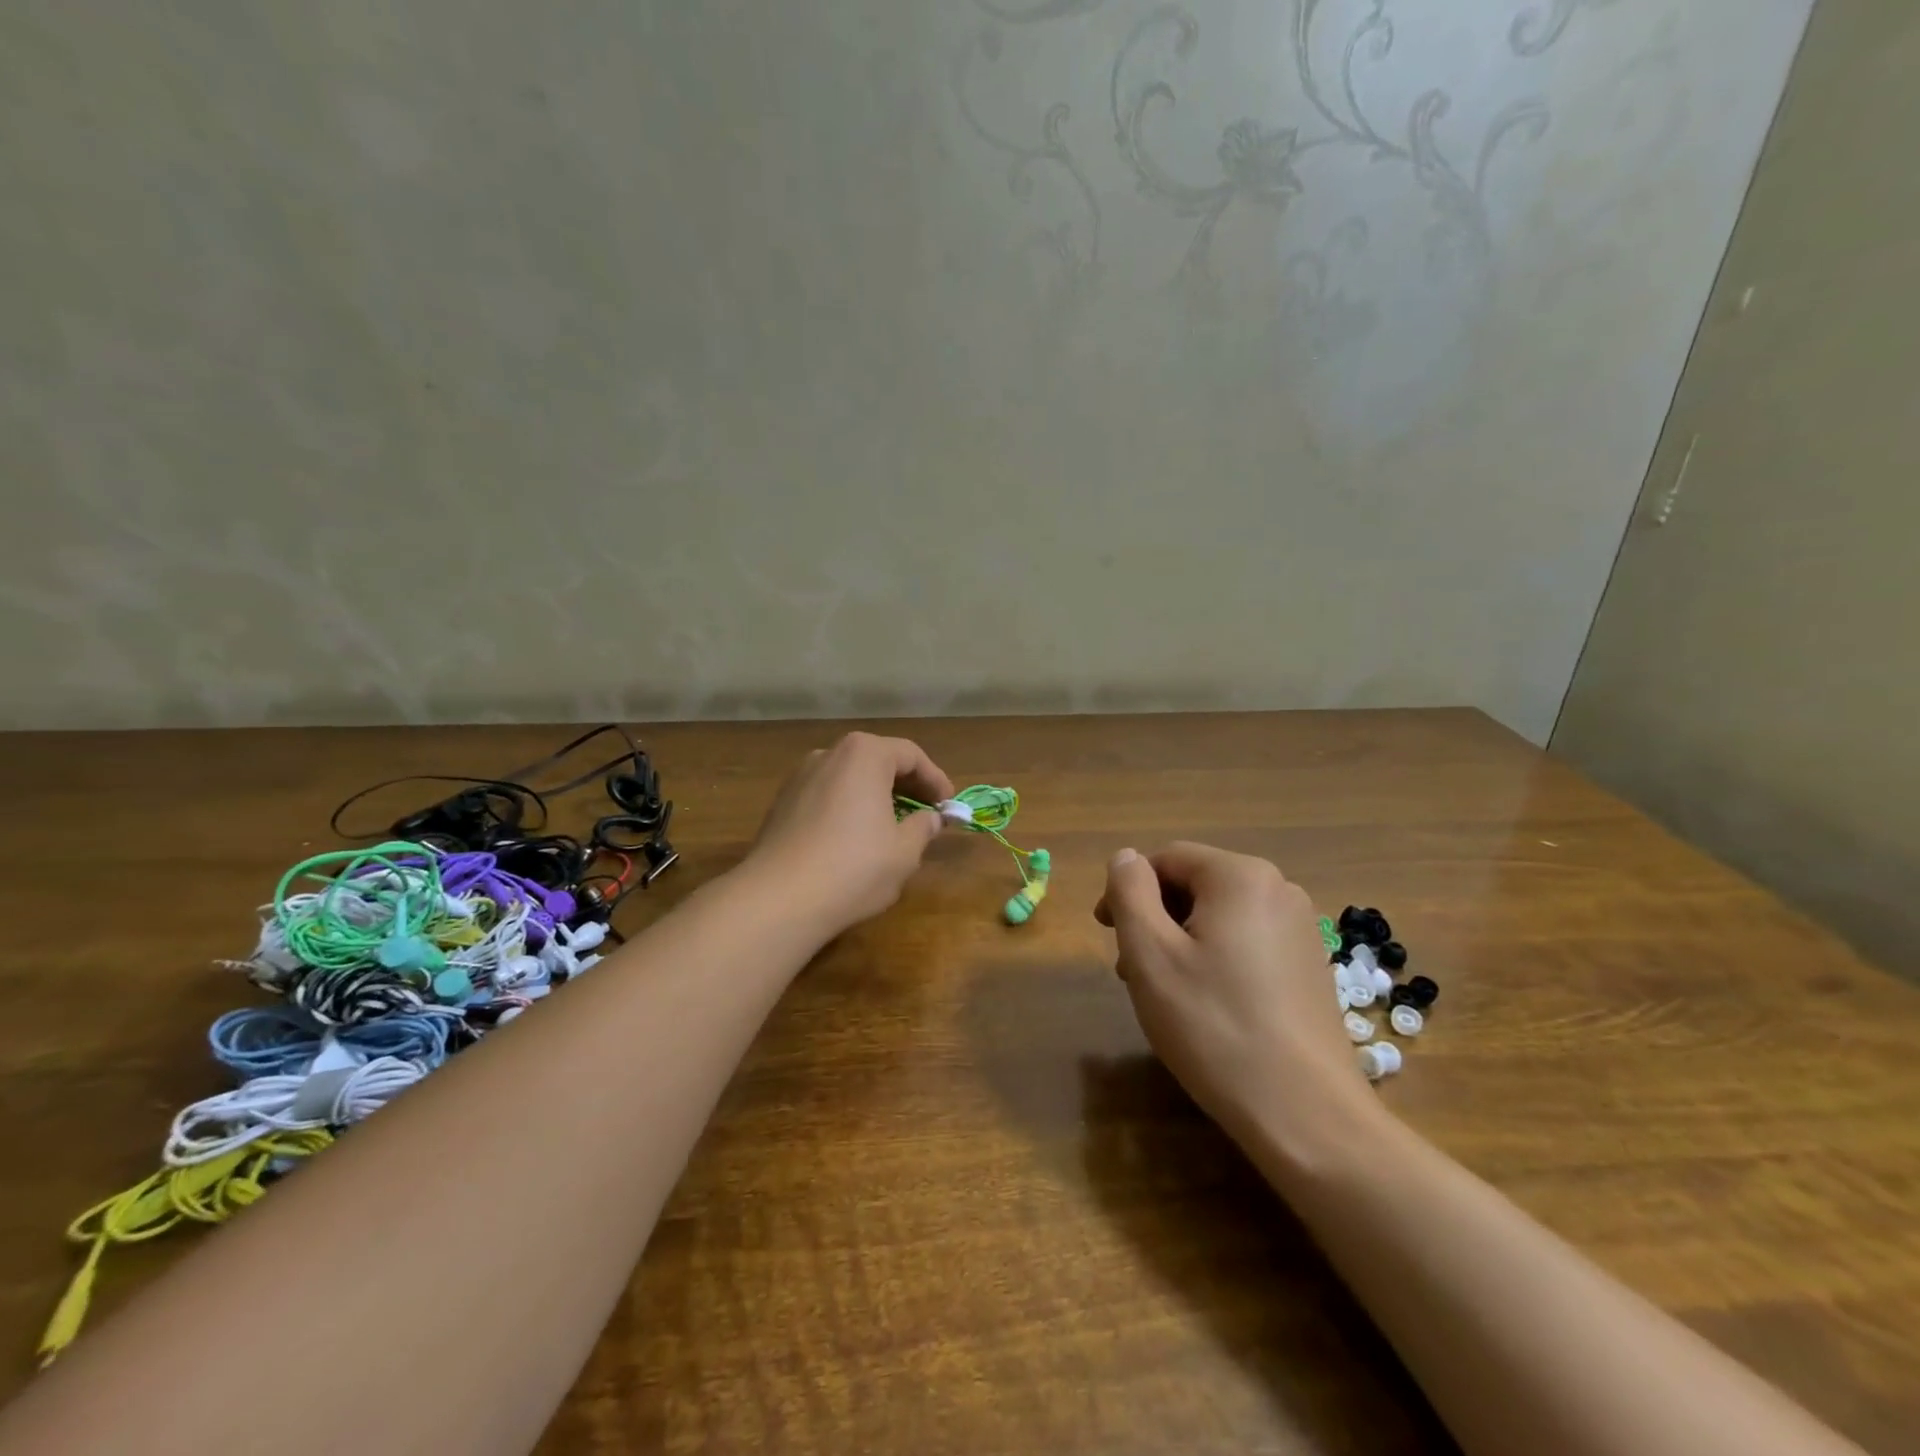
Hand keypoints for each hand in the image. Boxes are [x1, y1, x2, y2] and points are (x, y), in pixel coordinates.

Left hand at [744, 732, 955, 936]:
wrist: (779, 898)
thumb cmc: (854, 867)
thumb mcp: (904, 852)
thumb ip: (923, 828)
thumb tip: (931, 819)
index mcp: (864, 754)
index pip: (910, 755)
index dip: (935, 779)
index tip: (948, 804)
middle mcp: (829, 754)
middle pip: (877, 760)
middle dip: (905, 784)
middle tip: (925, 811)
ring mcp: (800, 777)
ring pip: (849, 778)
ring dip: (874, 795)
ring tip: (892, 825)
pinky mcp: (781, 803)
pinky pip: (826, 796)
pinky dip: (848, 807)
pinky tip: (854, 838)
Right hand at [1095, 842, 1381, 1159]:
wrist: (1305, 1113)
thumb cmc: (1214, 1025)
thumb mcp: (1150, 954)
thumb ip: (1129, 892)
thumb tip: (1126, 858)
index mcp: (1240, 876)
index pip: (1166, 859)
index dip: (1127, 890)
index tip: (1106, 934)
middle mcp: (1278, 889)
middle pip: (1195, 885)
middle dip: (1155, 919)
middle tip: (1131, 971)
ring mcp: (1301, 929)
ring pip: (1219, 916)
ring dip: (1181, 942)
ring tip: (1164, 993)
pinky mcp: (1309, 965)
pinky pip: (1247, 942)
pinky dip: (1215, 959)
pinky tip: (1206, 1006)